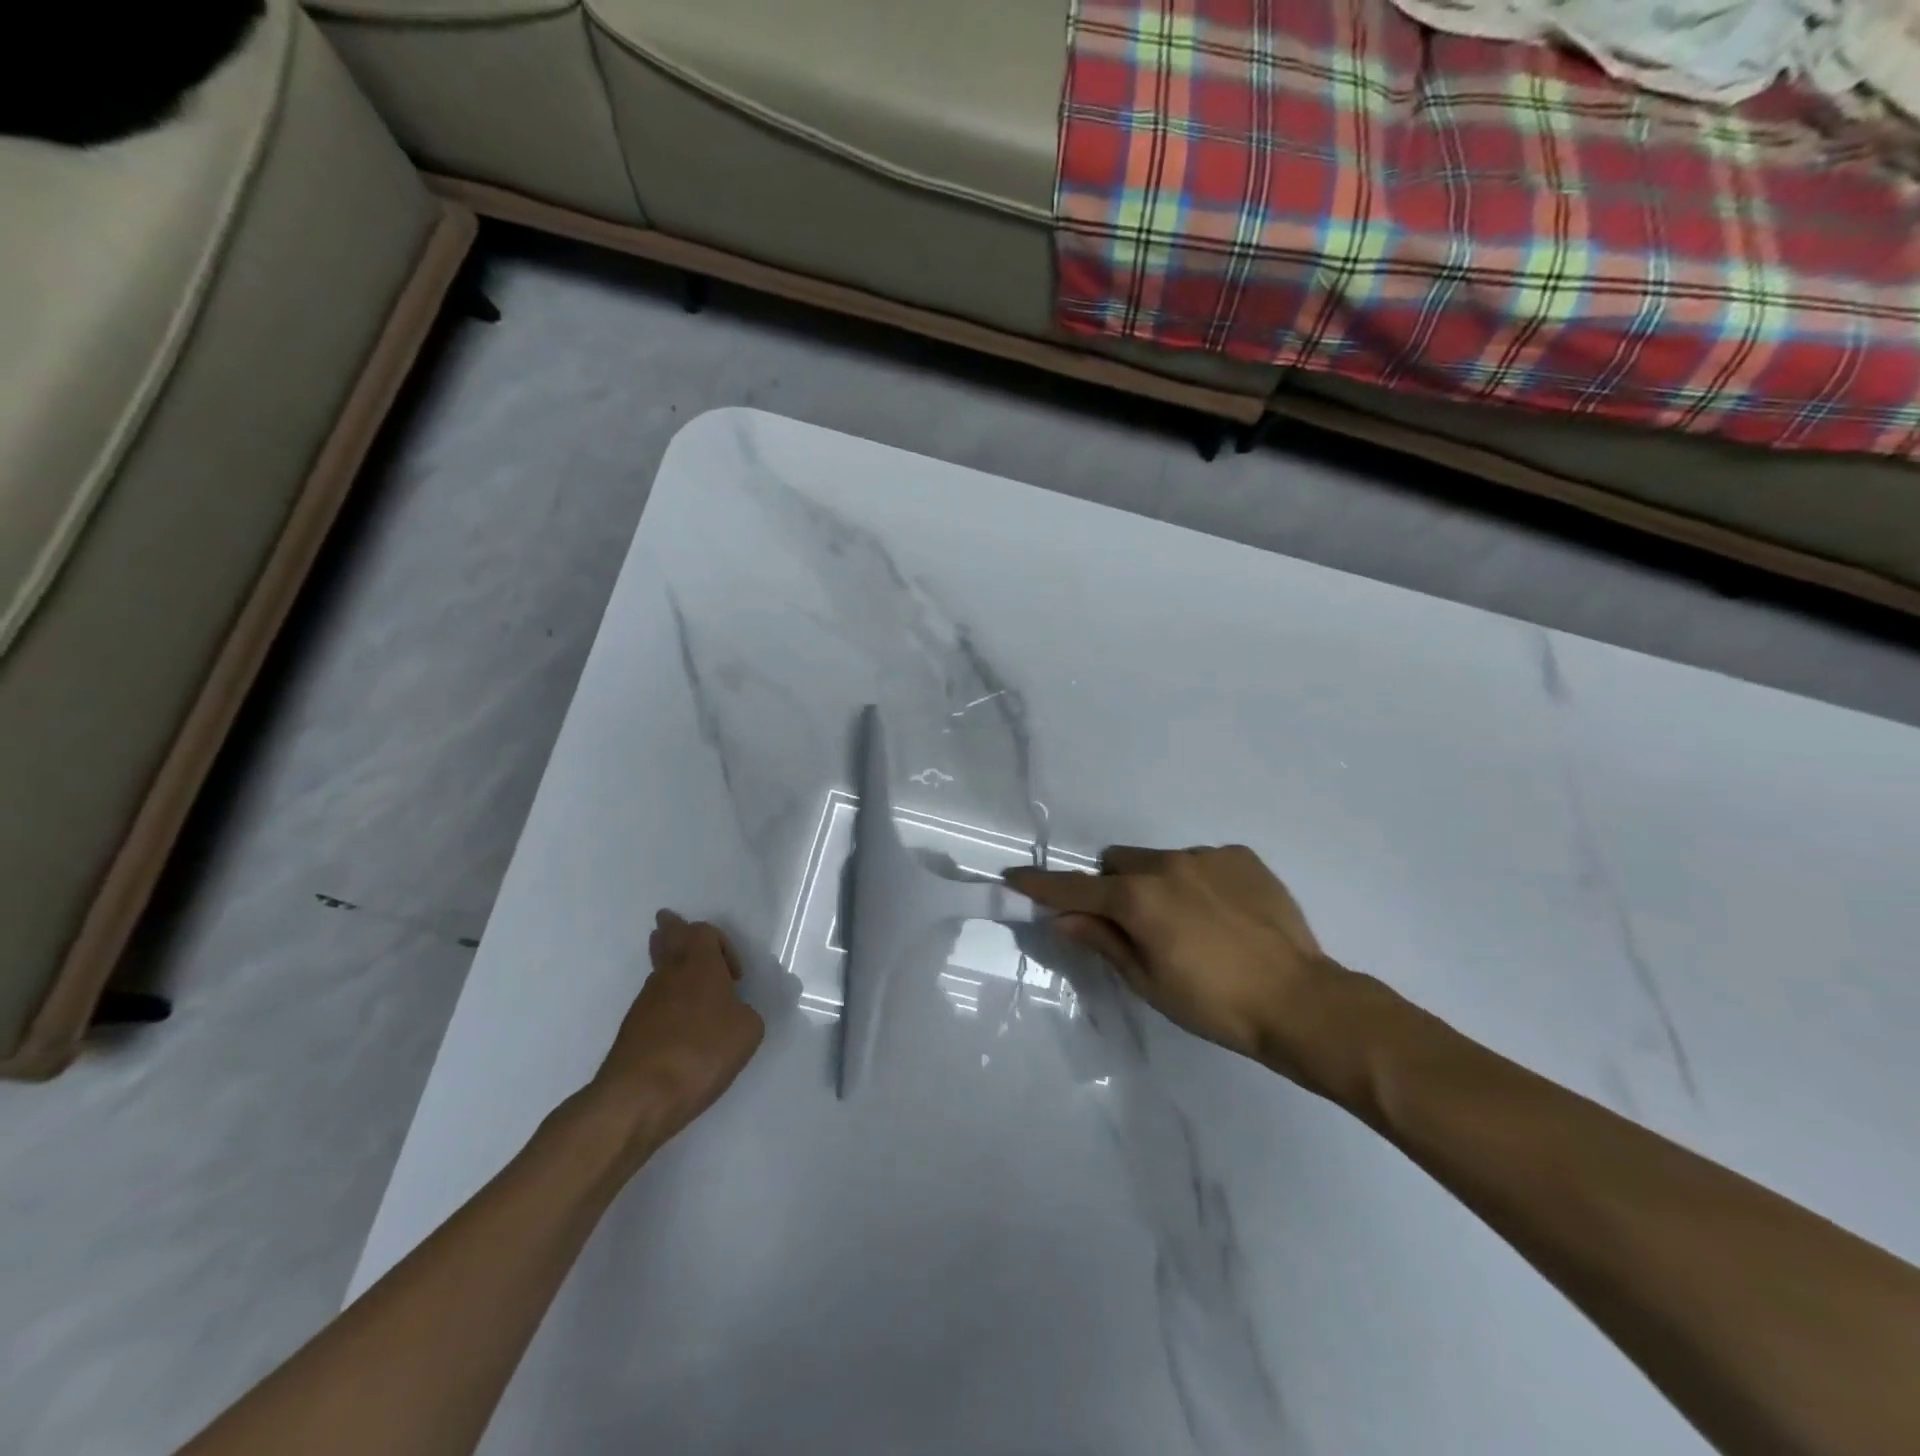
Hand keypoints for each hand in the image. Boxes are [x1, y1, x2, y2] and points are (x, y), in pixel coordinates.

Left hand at [590, 912, 764, 1155]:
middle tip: (668, 921)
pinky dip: (665, 1005)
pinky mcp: (631, 1033)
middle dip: (671, 931)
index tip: (735, 976)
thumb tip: (735, 1013)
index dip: (721, 944)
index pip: (702, 931)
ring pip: (658, 973)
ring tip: (681, 977)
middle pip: (667, 940)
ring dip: (670, 970)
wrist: (639, 1096)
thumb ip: (746, 1012)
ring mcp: (644, 1004)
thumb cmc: (701, 1051)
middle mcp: (668, 976)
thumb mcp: (748, 1031)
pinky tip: (677, 1024)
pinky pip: (653, 1005)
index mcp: (699, 965)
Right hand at [1006, 845, 1344, 1081]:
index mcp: (1138, 898)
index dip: (1042, 885)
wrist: (1301, 1001)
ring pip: (1160, 860)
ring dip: (1157, 884)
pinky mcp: (1242, 857)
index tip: (1013, 876)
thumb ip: (1103, 941)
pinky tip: (1223, 916)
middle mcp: (1167, 864)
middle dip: (1112, 886)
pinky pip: (1201, 861)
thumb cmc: (1214, 1004)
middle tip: (1132, 924)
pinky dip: (1197, 882)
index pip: (1075, 888)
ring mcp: (1207, 856)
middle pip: (1118, 862)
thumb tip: (1062, 919)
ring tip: (1190, 924)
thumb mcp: (1148, 981)